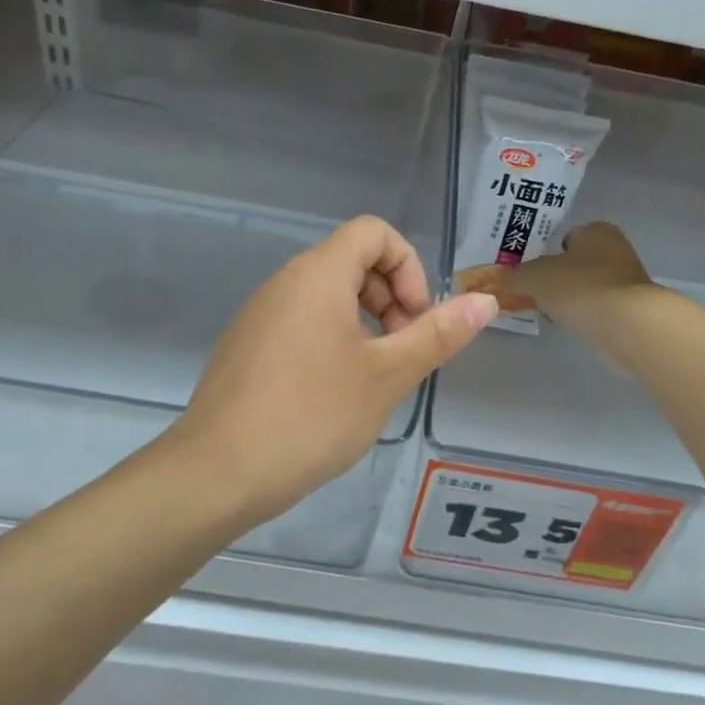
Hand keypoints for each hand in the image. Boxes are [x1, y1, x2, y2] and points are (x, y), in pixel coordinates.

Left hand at [174, 216, 498, 524]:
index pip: (374, 232)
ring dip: (364, 325)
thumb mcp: (387, 375)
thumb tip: (486, 301)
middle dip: (391, 298)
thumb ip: (437, 335)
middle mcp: (284, 283)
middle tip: (401, 355)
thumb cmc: (312, 416)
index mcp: (318, 275)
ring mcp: (259, 316)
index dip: (408, 267)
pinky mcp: (245, 348)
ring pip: (326, 297)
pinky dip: (331, 342)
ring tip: (372, 380)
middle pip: (351, 262)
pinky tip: (332, 397)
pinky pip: (300, 324)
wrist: (218, 473)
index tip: (415, 321)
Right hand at [515, 222, 660, 334]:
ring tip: (553, 312)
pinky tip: (575, 324)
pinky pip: (601, 306)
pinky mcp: (634, 307)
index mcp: (596, 229)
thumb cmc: (579, 287)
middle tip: (537, 293)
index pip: (565, 236)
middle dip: (559, 276)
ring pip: (590, 284)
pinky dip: (587, 313)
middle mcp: (616, 248)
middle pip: (578, 261)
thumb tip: (499, 278)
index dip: (546, 253)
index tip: (531, 273)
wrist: (626, 323)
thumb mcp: (535, 278)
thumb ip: (516, 275)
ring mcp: (628, 279)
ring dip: (574, 296)